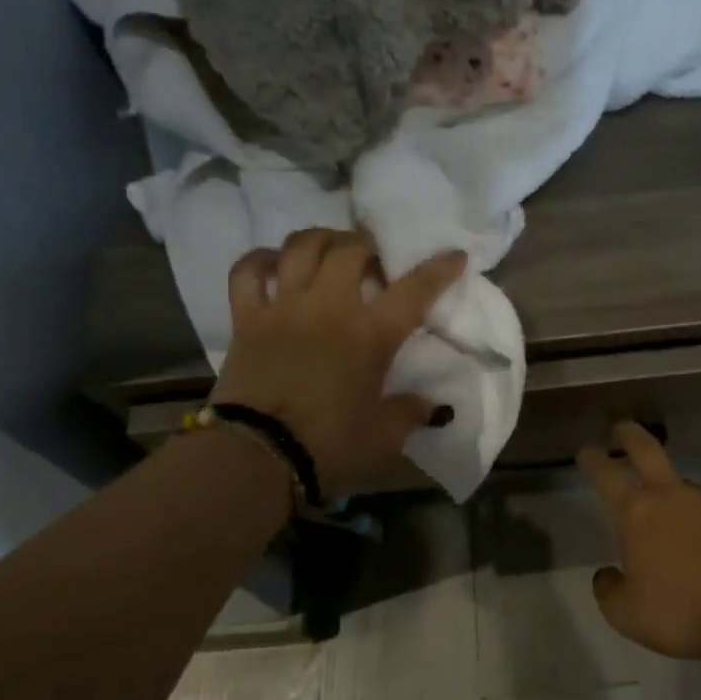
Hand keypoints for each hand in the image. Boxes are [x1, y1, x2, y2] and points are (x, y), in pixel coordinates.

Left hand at [213, 230, 465, 497]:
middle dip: (368, 245)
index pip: (414, 290)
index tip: (454, 255)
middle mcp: (329, 307)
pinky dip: (260, 260)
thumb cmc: (328, 447)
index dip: (439, 269)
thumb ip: (411, 412)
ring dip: (321, 239)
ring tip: (330, 250)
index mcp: (371, 335)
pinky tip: (274, 263)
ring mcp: (284, 307)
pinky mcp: (246, 319)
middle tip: (374, 261)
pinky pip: (248, 272)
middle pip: (351, 249)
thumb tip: (432, 405)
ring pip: (301, 247)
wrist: (256, 460)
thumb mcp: (384, 437)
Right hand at [578, 422, 700, 660]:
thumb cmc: (678, 611)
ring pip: (680, 482)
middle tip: (619, 429)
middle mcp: (670, 496)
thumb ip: (608, 589)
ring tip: (664, 512)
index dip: (593, 460)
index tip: (586, 451)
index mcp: (636, 513)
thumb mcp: (625, 613)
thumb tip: (607, 575)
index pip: (606, 475)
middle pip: (646, 449)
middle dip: (629, 435)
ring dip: (667, 487)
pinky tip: (699, 540)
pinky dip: (697, 516)